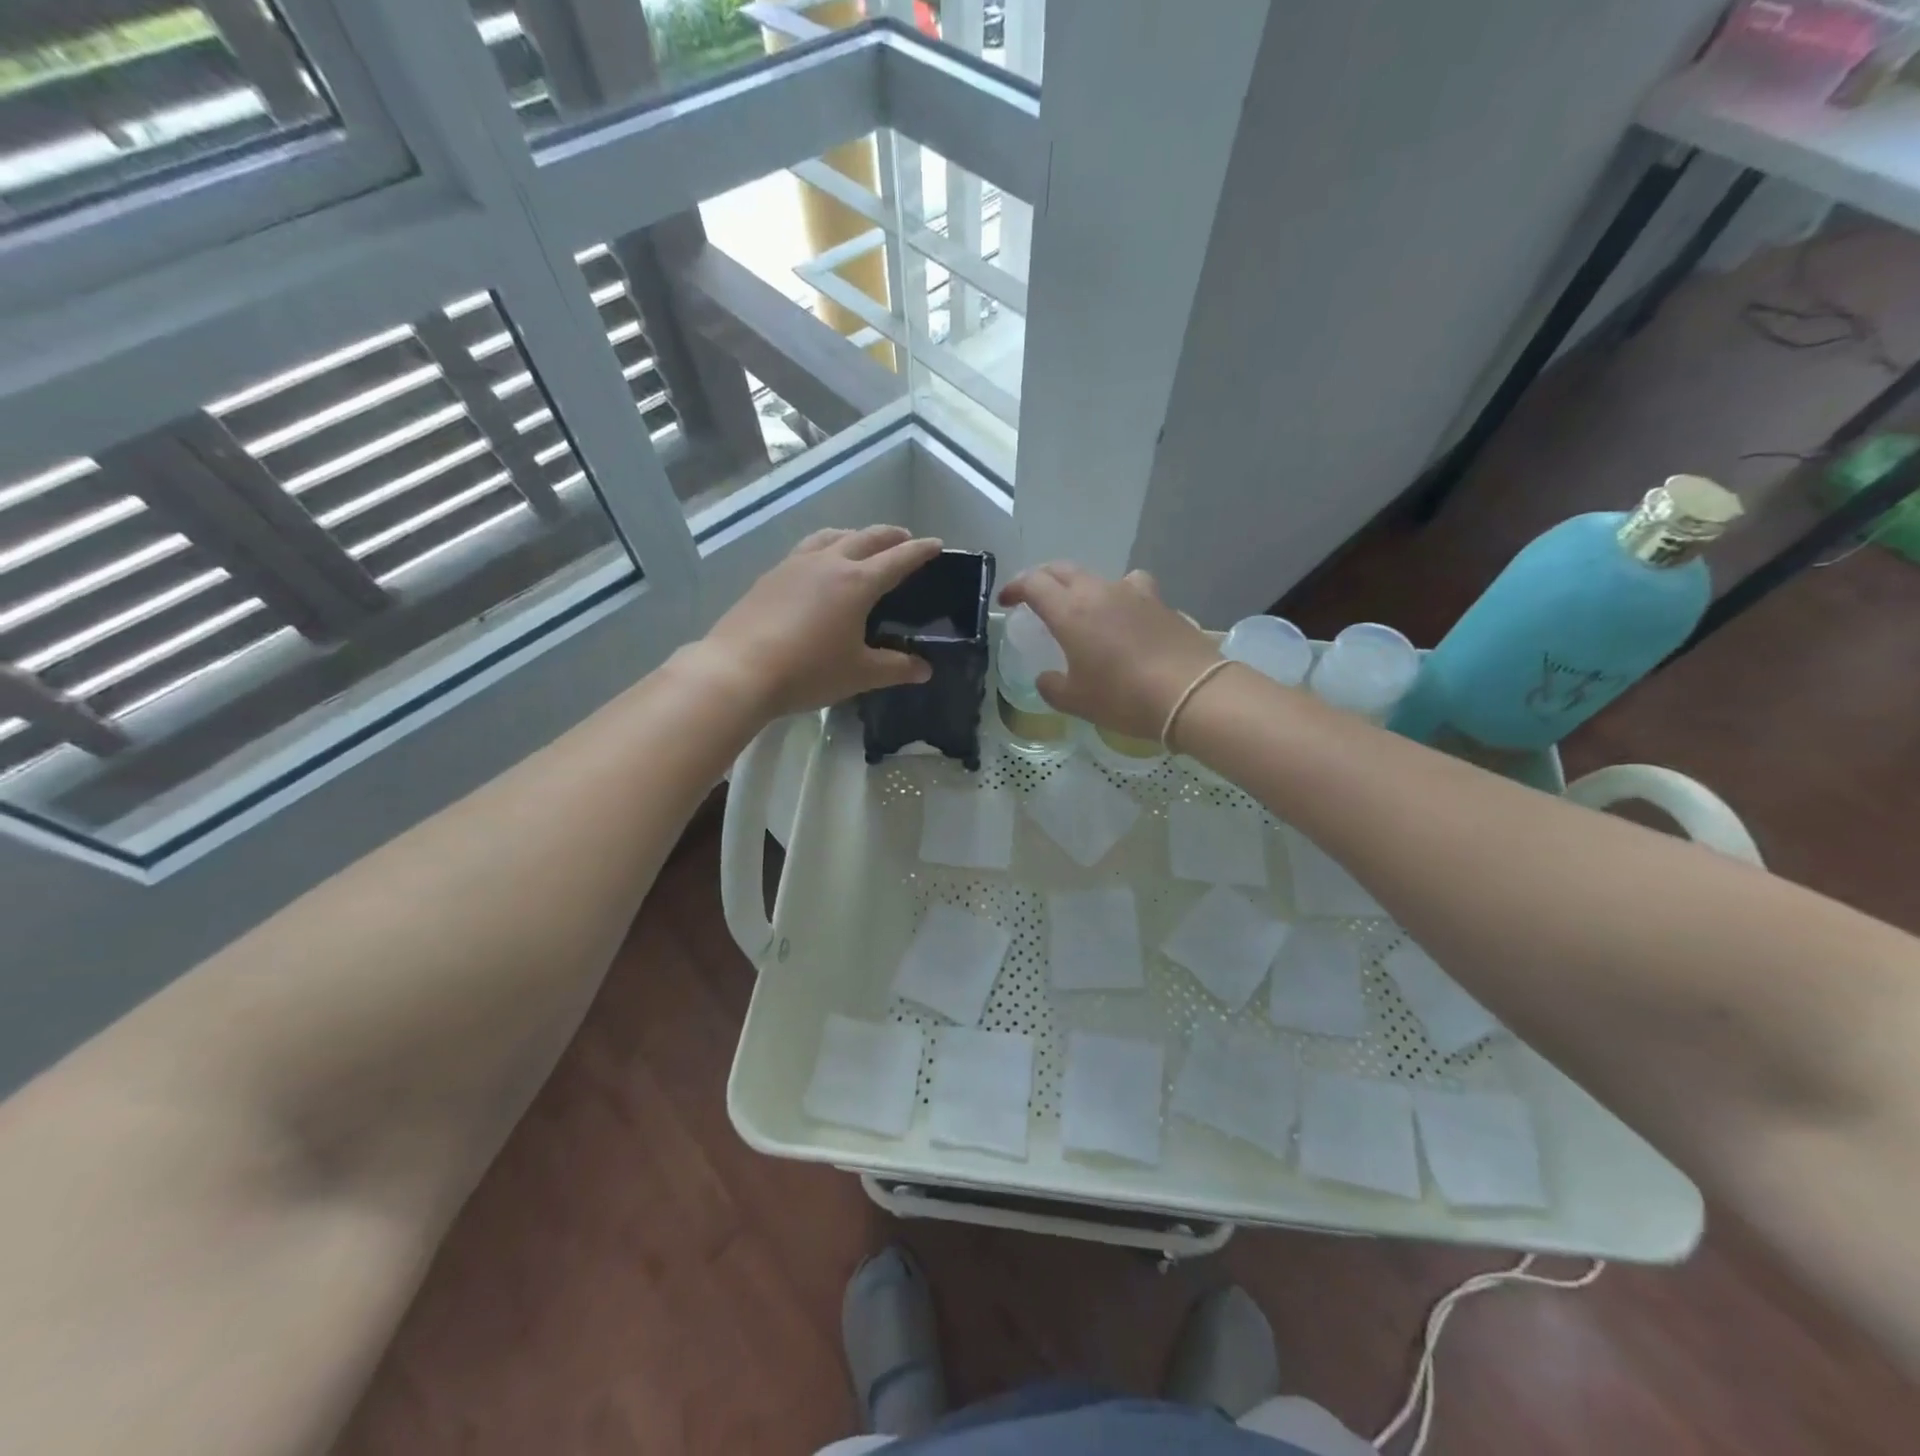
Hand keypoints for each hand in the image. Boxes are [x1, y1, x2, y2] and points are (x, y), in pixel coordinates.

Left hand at [701, 525, 943, 716]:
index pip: (898, 559)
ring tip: (860, 543)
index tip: (936, 544)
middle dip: (889, 536)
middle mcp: (828, 563)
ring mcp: (794, 565)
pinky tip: (817, 566)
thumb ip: (896, 668)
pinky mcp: (770, 576)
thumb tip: (924, 669)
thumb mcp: (859, 673)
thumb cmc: (808, 671)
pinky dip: (824, 548)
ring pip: (831, 537)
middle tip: (904, 538)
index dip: (920, 551)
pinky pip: (805, 550)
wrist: (739, 670)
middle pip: (865, 538)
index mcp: (857, 582)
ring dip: (853, 535)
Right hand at [999, 563, 1220, 739]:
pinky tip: (1125, 614)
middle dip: (1043, 579)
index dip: (1015, 588)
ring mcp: (1133, 593)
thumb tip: (1046, 678)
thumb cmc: (1123, 697)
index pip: (1033, 583)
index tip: (1007, 601)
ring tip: (1081, 606)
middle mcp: (1098, 592)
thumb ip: (1052, 686)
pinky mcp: (1160, 602)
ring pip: (1097, 576)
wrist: (1191, 693)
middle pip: (1062, 570)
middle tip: (1034, 597)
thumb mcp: (1076, 701)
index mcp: (1069, 611)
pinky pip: (1130, 587)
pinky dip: (1118, 595)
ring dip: (1080, 585)